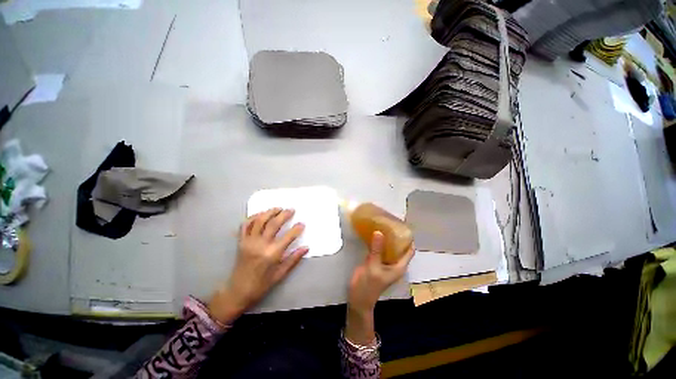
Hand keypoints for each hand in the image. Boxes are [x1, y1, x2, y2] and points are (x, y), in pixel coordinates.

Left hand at [208, 208, 307, 323]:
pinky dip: (253, 217)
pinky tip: (261, 214)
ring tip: (278, 208)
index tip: (302, 224)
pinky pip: (246, 225)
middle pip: (273, 224)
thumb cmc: (261, 284)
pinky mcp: (241, 241)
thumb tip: (306, 248)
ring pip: (259, 221)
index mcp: (272, 254)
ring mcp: (249, 242)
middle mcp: (260, 245)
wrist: (238, 291)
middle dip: (284, 215)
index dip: (296, 229)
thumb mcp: (280, 274)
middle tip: (291, 210)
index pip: (288, 236)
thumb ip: (293, 259)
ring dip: (269, 212)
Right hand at [348, 231, 414, 313]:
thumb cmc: (369, 285)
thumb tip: (379, 232)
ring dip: (386, 237)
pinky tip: (372, 232)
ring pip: (388, 246)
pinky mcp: (374, 260)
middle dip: (396, 235)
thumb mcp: (374, 267)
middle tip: (390, 222)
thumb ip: (376, 250)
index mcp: (399, 266)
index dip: (409, 239)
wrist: (358, 297)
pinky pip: (378, 248)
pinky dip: (377, 241)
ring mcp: (383, 261)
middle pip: (398, 247)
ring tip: (382, 223)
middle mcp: (393, 262)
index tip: (404, 226)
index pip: (409, 251)